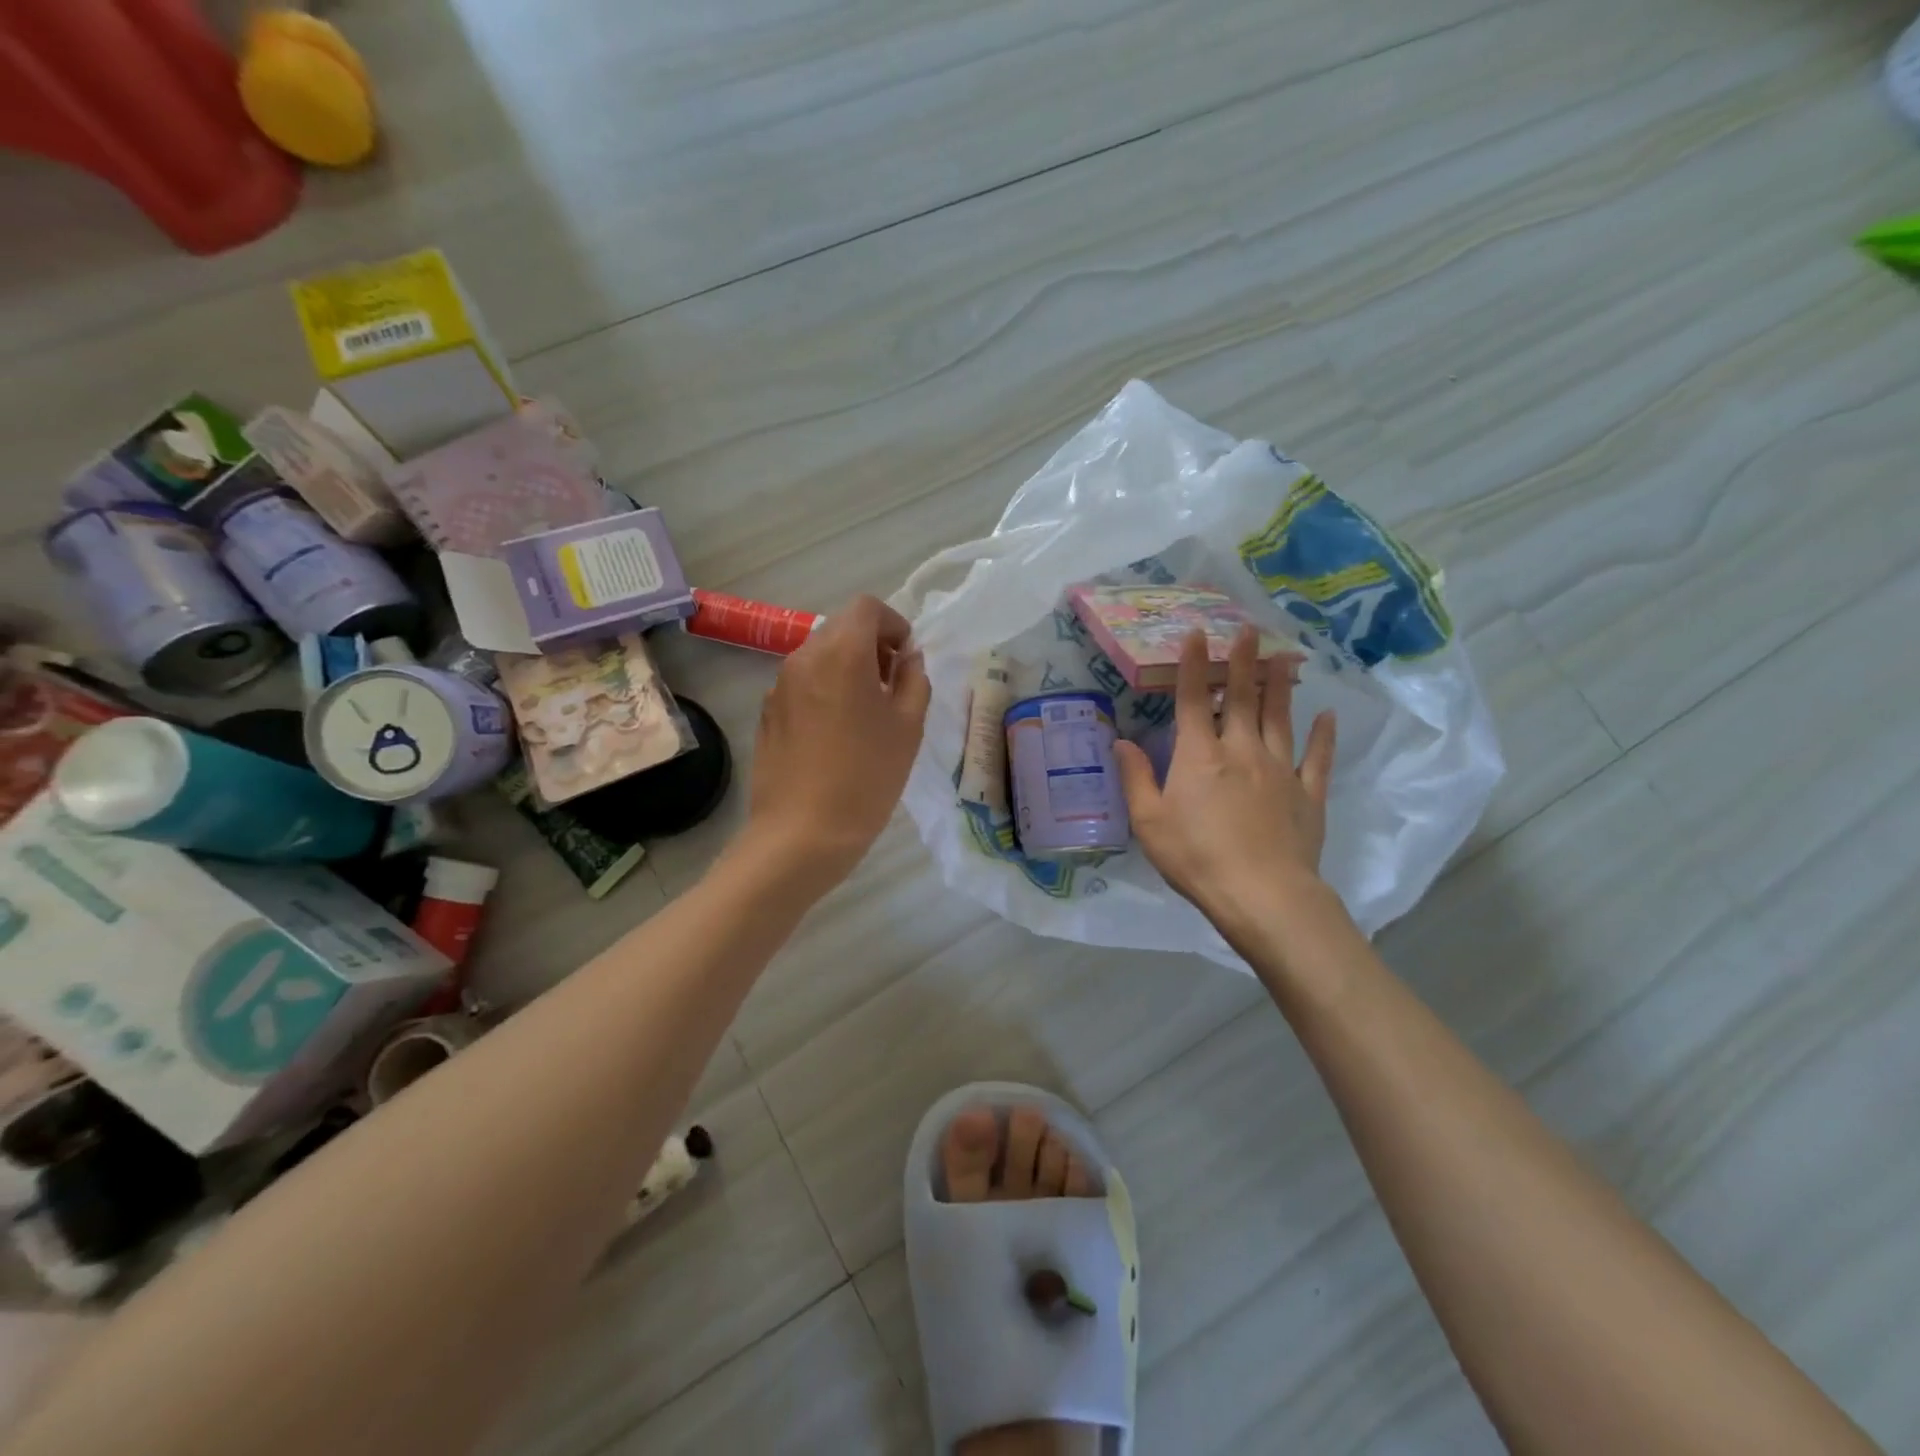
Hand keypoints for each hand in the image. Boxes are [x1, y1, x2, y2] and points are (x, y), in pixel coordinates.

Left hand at [743, 594, 931, 888]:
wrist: (802, 833)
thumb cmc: (866, 777)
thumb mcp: (908, 727)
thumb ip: (914, 680)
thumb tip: (908, 659)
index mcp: (842, 653)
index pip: (867, 608)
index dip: (894, 625)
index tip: (906, 661)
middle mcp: (804, 658)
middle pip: (841, 628)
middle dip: (871, 646)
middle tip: (891, 687)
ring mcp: (779, 685)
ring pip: (819, 656)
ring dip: (847, 668)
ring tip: (865, 713)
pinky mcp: (767, 713)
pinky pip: (801, 684)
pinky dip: (824, 690)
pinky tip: (835, 735)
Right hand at [1115, 626, 1335, 940]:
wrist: (1262, 894)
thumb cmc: (1196, 857)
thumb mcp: (1149, 822)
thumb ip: (1135, 777)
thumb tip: (1121, 741)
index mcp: (1200, 756)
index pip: (1191, 700)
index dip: (1192, 665)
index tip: (1197, 634)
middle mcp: (1241, 751)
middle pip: (1241, 698)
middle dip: (1242, 662)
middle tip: (1249, 630)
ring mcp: (1279, 770)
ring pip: (1280, 718)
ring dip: (1280, 686)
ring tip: (1284, 658)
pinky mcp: (1307, 794)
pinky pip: (1317, 758)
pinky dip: (1322, 736)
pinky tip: (1326, 716)